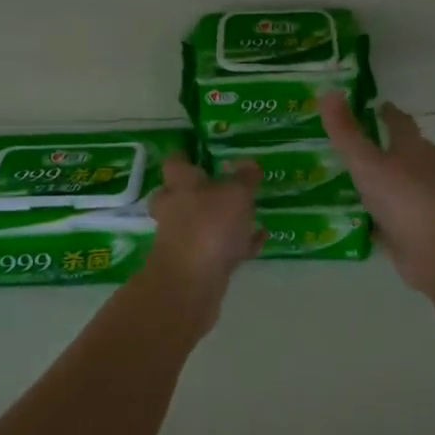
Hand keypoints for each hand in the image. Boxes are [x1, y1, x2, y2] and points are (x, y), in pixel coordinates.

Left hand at [146, 152, 262, 302]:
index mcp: (180, 185)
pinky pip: (218, 248)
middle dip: (194, 191)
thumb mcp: (235, 194)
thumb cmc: (209, 226)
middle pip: (177, 195)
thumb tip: (249, 163)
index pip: (175, 162)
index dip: (184, 155)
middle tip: (216, 185)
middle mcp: (175, 209)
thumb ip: (244, 179)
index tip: (196, 151)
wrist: (191, 283)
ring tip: (249, 213)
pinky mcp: (195, 265)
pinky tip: (260, 238)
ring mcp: (182, 239)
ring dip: (219, 219)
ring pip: (198, 223)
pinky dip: (237, 243)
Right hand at [319, 90, 434, 295]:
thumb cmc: (403, 195)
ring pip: (403, 186)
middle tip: (365, 144)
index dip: (390, 114)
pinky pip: (393, 218)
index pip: (402, 124)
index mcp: (415, 149)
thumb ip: (345, 131)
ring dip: (386, 182)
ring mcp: (422, 204)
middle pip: (411, 153)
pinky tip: (358, 218)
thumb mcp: (366, 161)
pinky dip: (379, 216)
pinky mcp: (415, 232)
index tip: (379, 106)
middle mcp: (424, 172)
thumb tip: (329, 91)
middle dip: (393, 148)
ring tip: (355, 180)